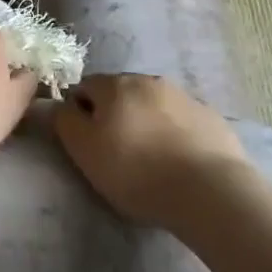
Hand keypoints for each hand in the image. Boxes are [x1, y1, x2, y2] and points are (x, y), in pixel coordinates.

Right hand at [52, 74, 251, 225]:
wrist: (209, 191)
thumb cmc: (136, 171)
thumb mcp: (84, 150)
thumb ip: (64, 121)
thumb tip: (59, 105)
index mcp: (116, 84)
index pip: (85, 87)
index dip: (80, 113)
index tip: (87, 144)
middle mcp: (150, 80)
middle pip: (121, 93)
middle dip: (115, 116)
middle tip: (117, 153)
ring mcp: (185, 97)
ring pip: (153, 105)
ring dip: (146, 123)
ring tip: (151, 161)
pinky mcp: (212, 118)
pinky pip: (182, 122)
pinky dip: (175, 134)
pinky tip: (179, 163)